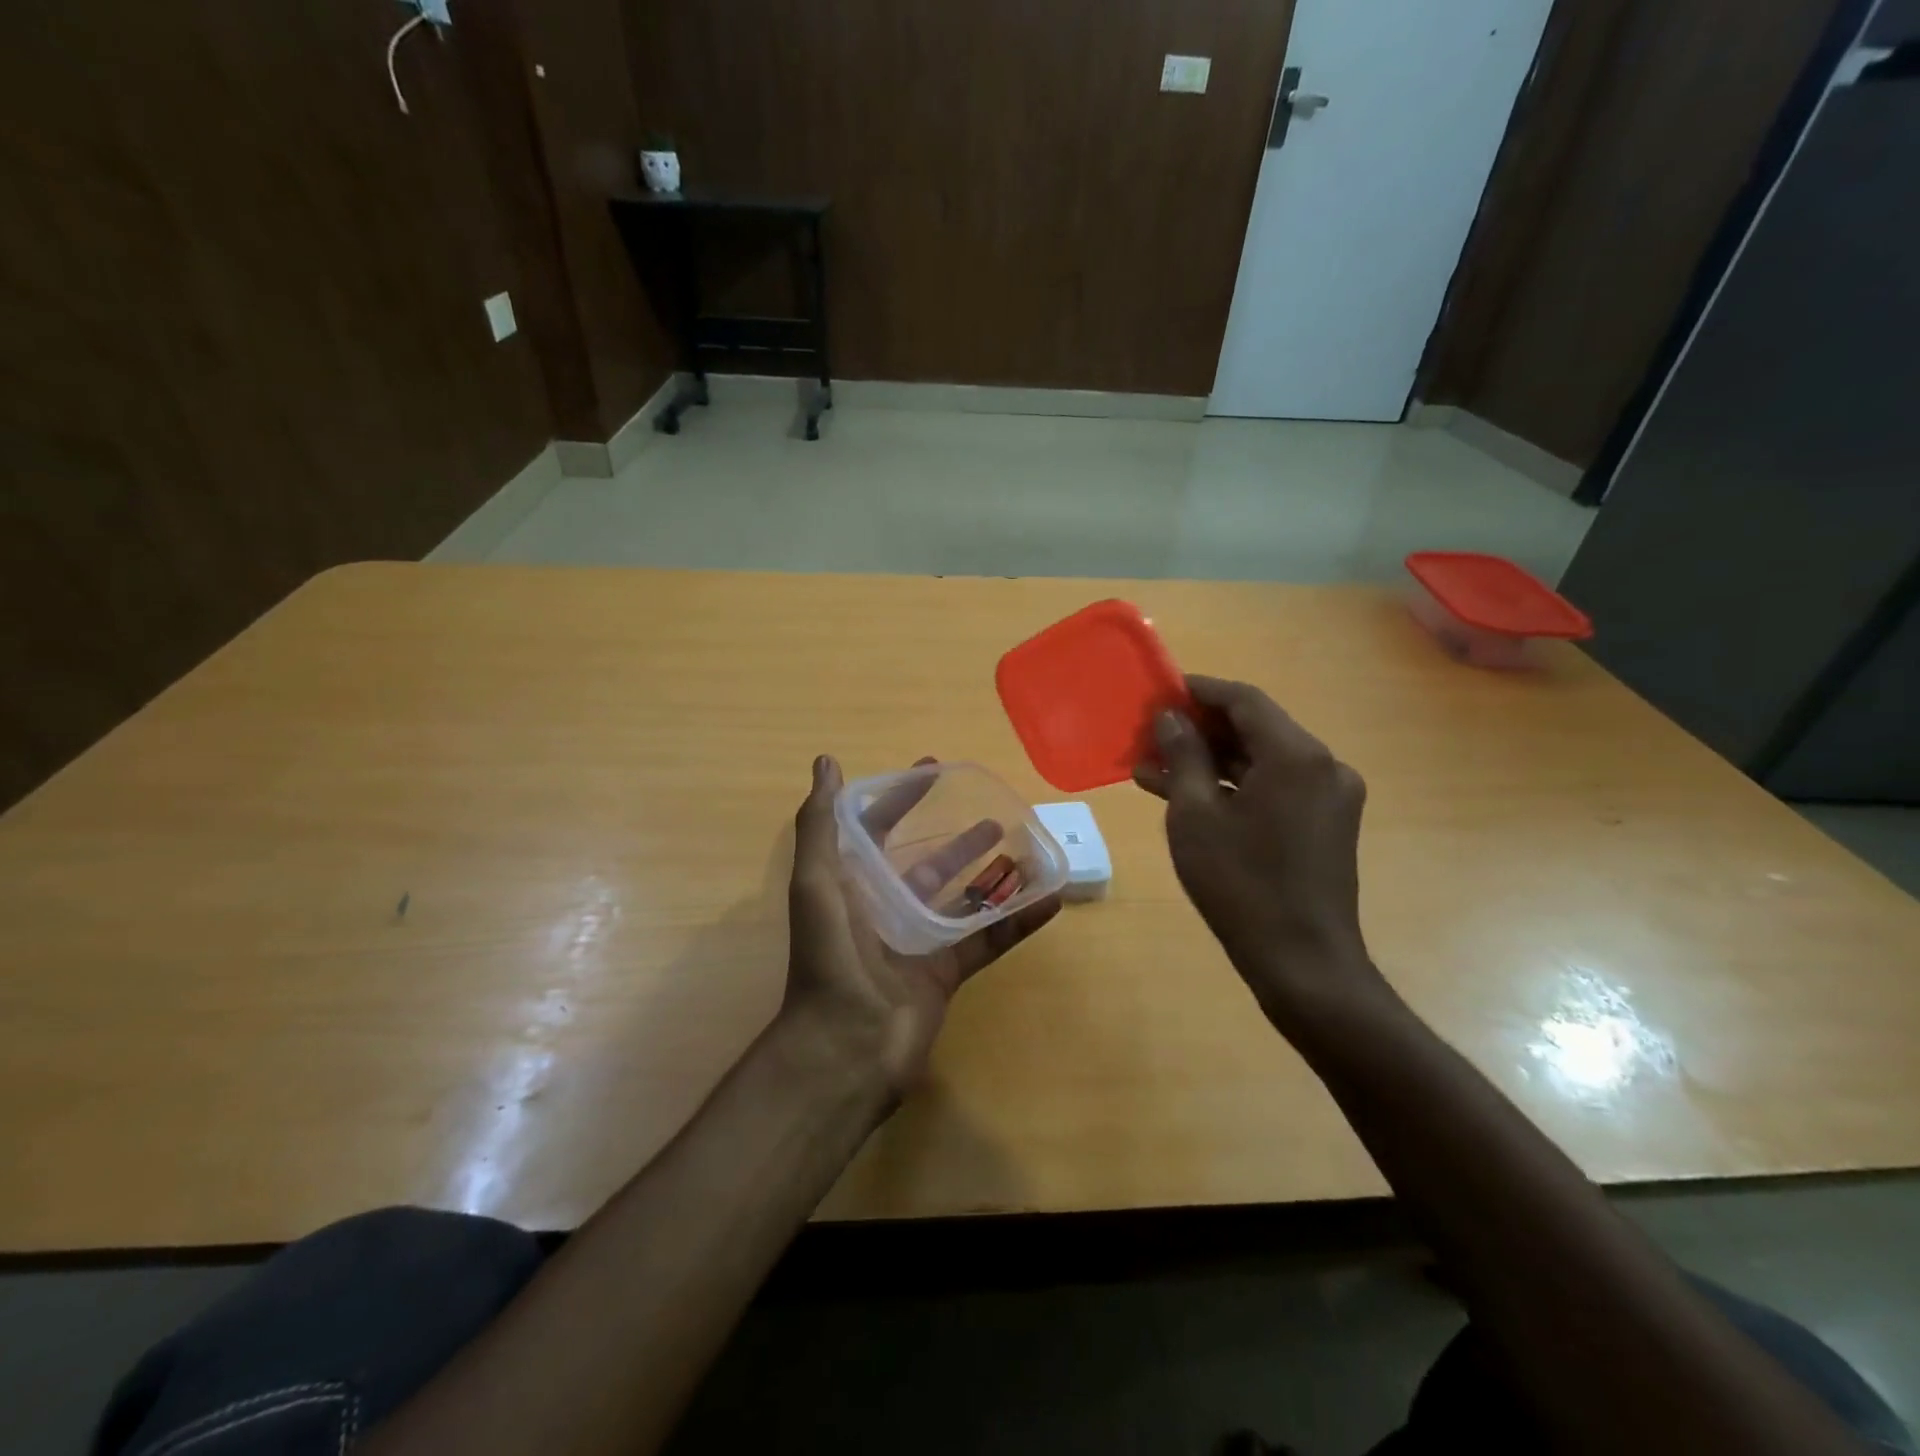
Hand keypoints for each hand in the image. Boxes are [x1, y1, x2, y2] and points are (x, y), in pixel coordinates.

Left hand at [782, 754, 1061, 1101]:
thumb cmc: (830, 955)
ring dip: (991, 874)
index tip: (933, 770)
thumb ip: (819, 823)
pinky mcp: (947, 972)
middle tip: (993, 813)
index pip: (877, 830)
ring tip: (1024, 848)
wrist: (847, 1046)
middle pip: (926, 862)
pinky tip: (1050, 898)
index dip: (900, 799)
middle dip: (955, 837)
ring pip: (962, 898)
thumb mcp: (815, 880)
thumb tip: (826, 762)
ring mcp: (918, 941)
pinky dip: (1018, 920)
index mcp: (852, 884)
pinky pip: (989, 939)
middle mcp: (885, 908)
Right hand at [1133, 676, 1386, 1023]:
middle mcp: (1323, 765)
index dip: (1198, 691)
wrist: (1301, 961)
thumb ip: (1184, 755)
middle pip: (1255, 728)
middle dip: (1199, 730)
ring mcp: (1330, 796)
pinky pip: (1274, 789)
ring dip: (1211, 761)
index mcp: (1296, 754)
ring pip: (1261, 761)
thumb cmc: (1240, 883)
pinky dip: (1234, 787)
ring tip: (1154, 770)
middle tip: (1150, 736)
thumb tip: (1171, 717)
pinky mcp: (1326, 824)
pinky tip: (1189, 798)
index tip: (1159, 693)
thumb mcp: (1195, 815)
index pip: (1244, 699)